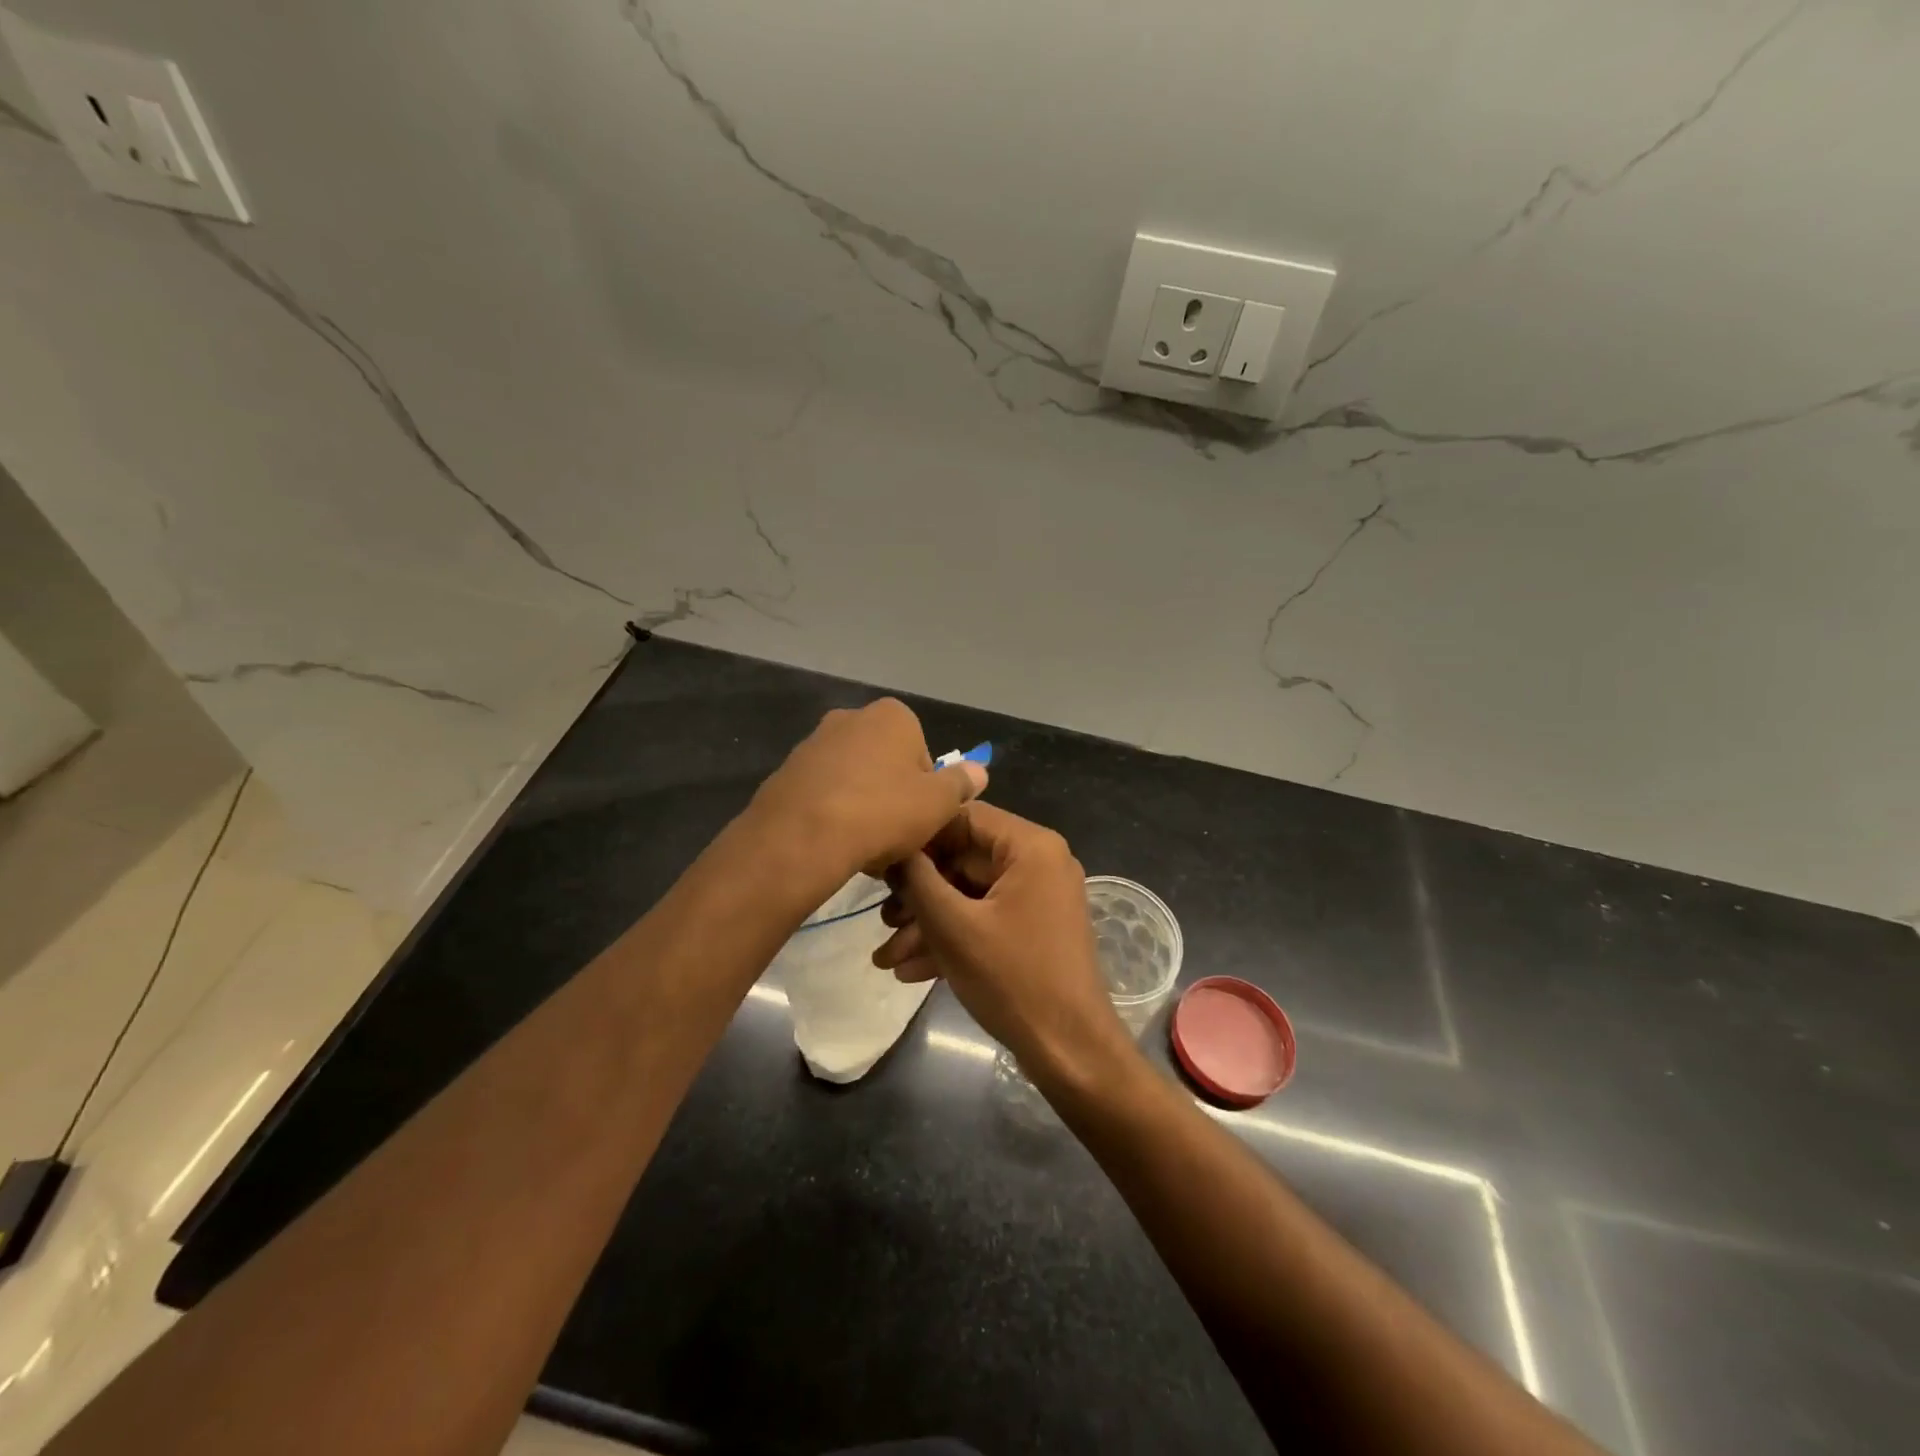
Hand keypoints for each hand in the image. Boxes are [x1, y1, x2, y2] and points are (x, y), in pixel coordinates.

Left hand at [749, 698, 986, 883]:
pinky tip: (834, 844)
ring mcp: (814, 743)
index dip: (926, 790)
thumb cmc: (882, 811)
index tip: (921, 818)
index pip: (922, 753)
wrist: (801, 836)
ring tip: (864, 847)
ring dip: (862, 807)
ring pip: (853, 779)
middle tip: (895, 836)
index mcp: (892, 715)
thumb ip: (961, 783)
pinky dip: (832, 814)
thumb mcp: (939, 803)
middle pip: (886, 764)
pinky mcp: (786, 771)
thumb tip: (979, 770)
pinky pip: (823, 794)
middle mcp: (851, 717)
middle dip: (892, 796)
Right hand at [874, 803, 1131, 1085]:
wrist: (1069, 1052)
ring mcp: (1038, 898)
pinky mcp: (1034, 930)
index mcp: (1030, 846)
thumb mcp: (953, 926)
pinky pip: (985, 920)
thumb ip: (916, 879)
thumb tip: (892, 849)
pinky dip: (952, 940)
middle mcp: (1039, 862)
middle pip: (964, 860)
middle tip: (881, 920)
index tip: (881, 862)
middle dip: (918, 895)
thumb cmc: (1012, 978)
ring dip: (928, 924)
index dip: (919, 838)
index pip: (964, 817)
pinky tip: (909, 970)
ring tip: (885, 956)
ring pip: (970, 896)